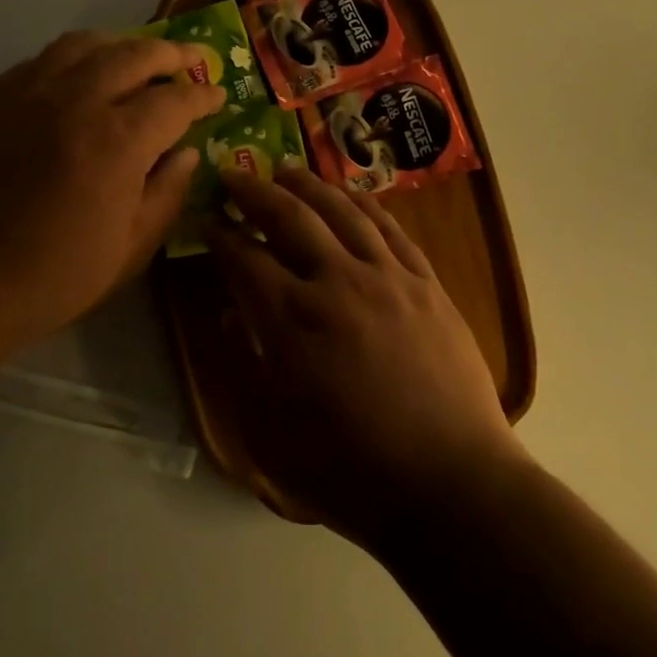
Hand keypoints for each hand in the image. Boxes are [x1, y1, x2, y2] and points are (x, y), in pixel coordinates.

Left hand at [0, 32, 223, 348]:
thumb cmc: (50, 278)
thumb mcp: (128, 251)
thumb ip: (166, 195)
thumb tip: (187, 154)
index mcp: (118, 141)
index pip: (175, 99)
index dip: (203, 95)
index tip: (218, 96)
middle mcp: (76, 100)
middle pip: (135, 54)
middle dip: (171, 54)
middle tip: (190, 61)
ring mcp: (28, 93)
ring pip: (84, 44)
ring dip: (121, 45)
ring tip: (135, 58)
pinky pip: (41, 59)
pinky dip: (73, 58)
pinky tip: (77, 76)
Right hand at [209, 166, 521, 540]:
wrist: (450, 485)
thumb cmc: (351, 471)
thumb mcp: (272, 435)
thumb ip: (243, 366)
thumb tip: (229, 314)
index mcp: (292, 320)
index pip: (244, 257)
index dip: (219, 234)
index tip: (206, 219)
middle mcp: (338, 282)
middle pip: (290, 216)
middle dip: (255, 191)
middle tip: (234, 175)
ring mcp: (388, 277)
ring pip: (342, 210)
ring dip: (309, 185)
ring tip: (286, 171)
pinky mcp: (426, 284)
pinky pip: (390, 229)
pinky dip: (364, 204)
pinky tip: (350, 196)